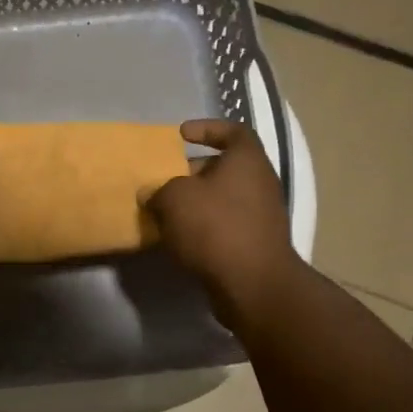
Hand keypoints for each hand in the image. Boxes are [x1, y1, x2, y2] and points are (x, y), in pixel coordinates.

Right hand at [144, 119, 298, 330]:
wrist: (252, 283)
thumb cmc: (215, 227)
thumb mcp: (174, 199)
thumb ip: (159, 190)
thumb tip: (152, 194)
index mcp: (246, 160)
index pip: (232, 131)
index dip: (207, 128)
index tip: (181, 135)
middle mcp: (259, 182)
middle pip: (223, 167)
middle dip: (191, 172)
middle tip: (162, 180)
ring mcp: (261, 214)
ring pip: (222, 198)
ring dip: (194, 203)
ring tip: (164, 211)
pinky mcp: (255, 243)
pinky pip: (224, 224)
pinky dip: (202, 227)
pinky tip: (178, 238)